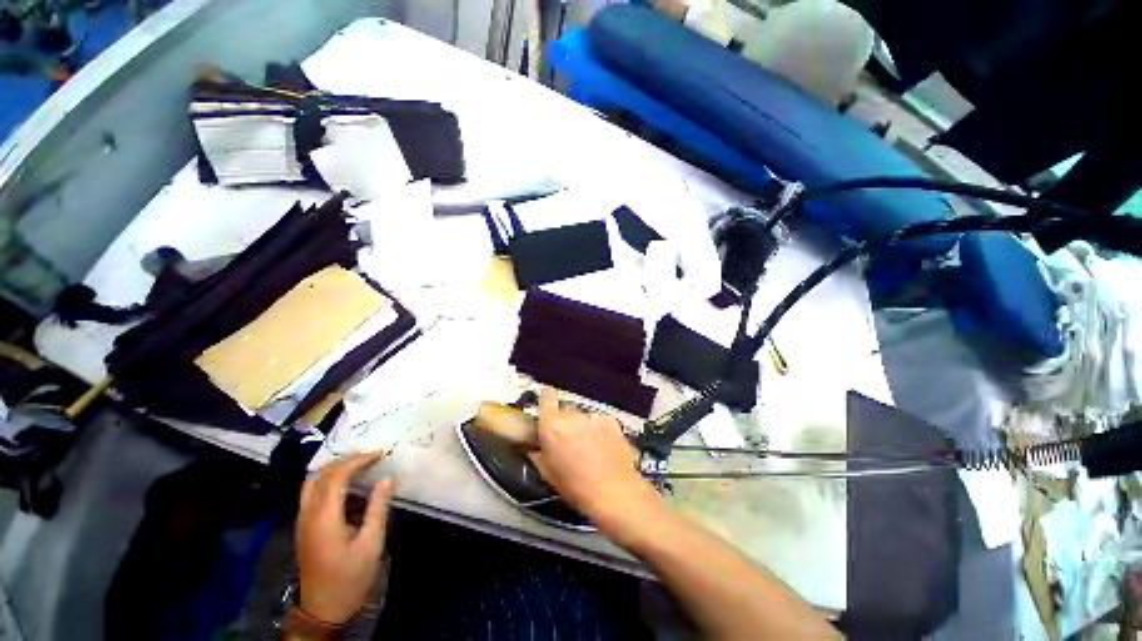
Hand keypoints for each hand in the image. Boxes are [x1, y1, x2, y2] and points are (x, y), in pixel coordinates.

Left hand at [295, 452, 393, 623]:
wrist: (322, 609)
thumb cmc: (350, 577)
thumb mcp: (371, 544)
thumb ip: (377, 508)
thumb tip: (387, 479)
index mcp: (324, 517)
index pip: (337, 475)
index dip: (359, 460)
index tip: (381, 454)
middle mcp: (308, 514)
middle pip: (322, 474)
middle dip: (348, 460)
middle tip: (373, 457)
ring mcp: (302, 521)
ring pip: (312, 482)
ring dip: (335, 469)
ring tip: (360, 466)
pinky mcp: (303, 527)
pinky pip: (311, 493)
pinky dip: (328, 481)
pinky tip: (346, 486)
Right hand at [528, 389, 661, 536]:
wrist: (615, 492)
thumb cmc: (576, 487)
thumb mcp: (548, 473)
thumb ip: (538, 453)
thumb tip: (534, 446)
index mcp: (552, 425)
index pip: (547, 397)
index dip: (547, 398)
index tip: (548, 403)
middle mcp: (572, 414)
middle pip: (566, 410)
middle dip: (566, 422)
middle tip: (570, 442)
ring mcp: (593, 416)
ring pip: (584, 417)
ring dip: (584, 427)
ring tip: (591, 449)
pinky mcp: (611, 420)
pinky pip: (600, 421)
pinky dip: (600, 430)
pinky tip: (605, 448)